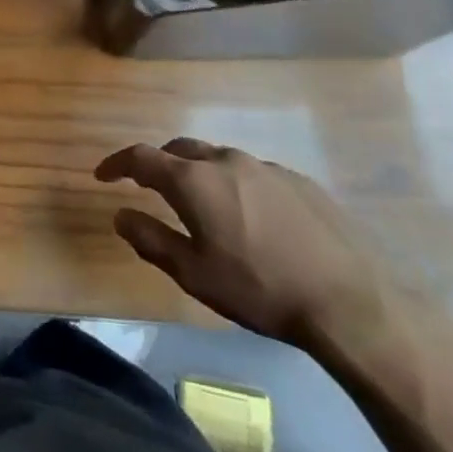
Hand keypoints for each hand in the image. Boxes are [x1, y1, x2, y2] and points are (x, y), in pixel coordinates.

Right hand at [95, 138, 399, 348]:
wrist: (351, 301)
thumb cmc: (260, 290)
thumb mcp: (194, 274)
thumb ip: (151, 239)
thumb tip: (120, 215)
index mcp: (194, 180)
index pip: (141, 157)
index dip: (117, 164)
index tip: (102, 176)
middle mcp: (226, 161)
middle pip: (180, 150)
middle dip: (158, 164)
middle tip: (148, 186)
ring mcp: (266, 167)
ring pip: (218, 159)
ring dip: (198, 173)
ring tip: (200, 203)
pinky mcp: (299, 181)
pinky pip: (252, 173)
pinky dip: (235, 184)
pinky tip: (249, 217)